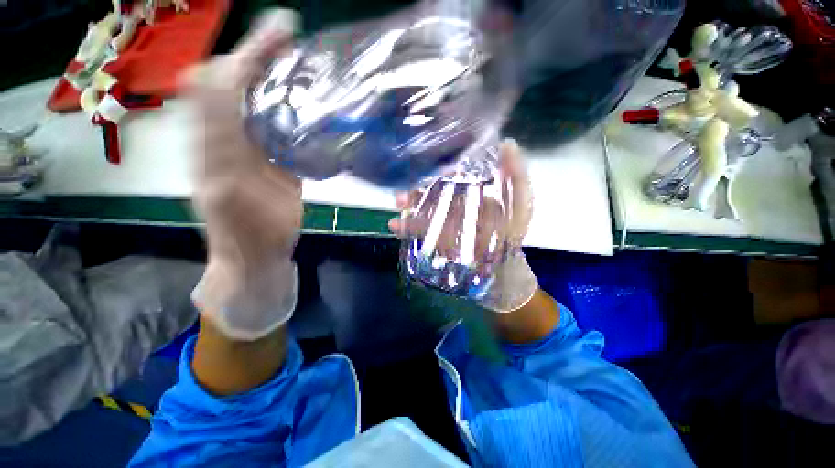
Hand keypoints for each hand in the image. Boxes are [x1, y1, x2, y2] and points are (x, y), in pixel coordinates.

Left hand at [185, 11, 300, 340]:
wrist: (255, 255)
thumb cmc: (250, 235)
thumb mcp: (232, 194)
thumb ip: (220, 143)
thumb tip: (208, 83)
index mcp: (215, 146)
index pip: (222, 86)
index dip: (248, 55)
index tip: (281, 29)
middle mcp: (227, 138)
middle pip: (233, 83)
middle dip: (258, 54)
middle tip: (292, 39)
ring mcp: (250, 147)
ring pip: (253, 100)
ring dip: (274, 75)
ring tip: (301, 61)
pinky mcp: (269, 159)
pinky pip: (275, 123)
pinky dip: (288, 105)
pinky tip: (307, 99)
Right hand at [389, 139, 538, 312]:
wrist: (503, 264)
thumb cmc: (513, 230)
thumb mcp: (521, 201)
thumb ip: (517, 175)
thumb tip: (507, 143)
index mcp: (471, 189)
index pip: (450, 174)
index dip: (437, 170)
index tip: (426, 169)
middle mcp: (454, 201)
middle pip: (430, 190)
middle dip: (415, 187)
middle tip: (403, 189)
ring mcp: (443, 219)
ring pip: (421, 208)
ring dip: (407, 205)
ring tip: (397, 204)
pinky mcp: (436, 237)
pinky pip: (418, 230)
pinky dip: (406, 227)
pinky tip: (396, 226)